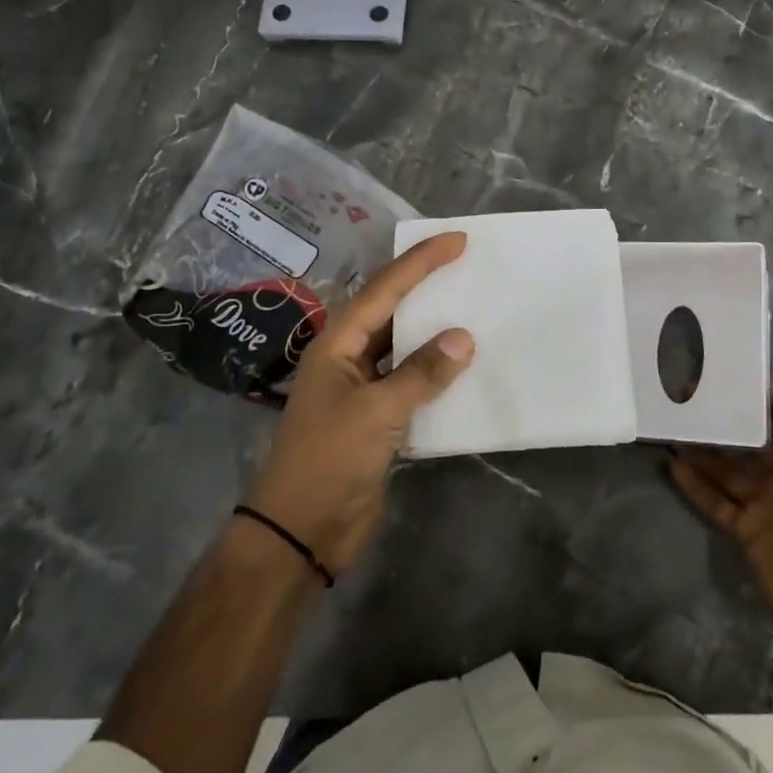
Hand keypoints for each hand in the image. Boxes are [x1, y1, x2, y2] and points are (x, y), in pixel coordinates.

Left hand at [242, 233, 473, 574]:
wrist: (300, 532)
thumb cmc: (329, 460)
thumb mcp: (377, 412)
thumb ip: (421, 373)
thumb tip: (463, 338)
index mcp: (337, 343)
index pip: (384, 289)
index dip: (420, 262)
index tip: (456, 241)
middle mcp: (348, 357)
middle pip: (392, 310)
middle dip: (426, 286)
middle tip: (467, 265)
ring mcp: (362, 388)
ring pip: (403, 346)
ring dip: (433, 329)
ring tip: (472, 306)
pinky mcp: (377, 418)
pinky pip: (411, 380)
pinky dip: (436, 371)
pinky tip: (464, 365)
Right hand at [670, 383, 772, 647]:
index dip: (755, 394)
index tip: (721, 373)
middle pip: (748, 438)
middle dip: (723, 418)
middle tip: (685, 397)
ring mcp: (764, 502)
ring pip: (726, 467)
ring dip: (702, 448)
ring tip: (672, 426)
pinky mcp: (746, 530)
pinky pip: (716, 501)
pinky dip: (695, 485)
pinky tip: (672, 466)